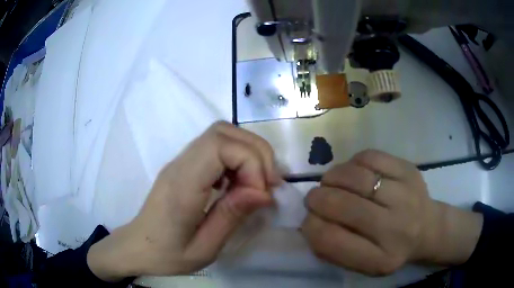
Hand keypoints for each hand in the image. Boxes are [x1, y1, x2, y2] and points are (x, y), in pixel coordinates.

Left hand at [87, 121, 280, 280]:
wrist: (137, 247)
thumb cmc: (167, 255)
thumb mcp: (204, 248)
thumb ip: (232, 216)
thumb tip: (263, 192)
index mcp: (182, 186)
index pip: (219, 146)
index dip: (250, 162)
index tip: (261, 193)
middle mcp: (179, 165)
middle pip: (222, 132)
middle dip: (255, 152)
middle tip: (268, 185)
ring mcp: (180, 162)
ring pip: (220, 134)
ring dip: (248, 152)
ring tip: (257, 183)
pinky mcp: (183, 166)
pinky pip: (215, 146)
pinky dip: (236, 157)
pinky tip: (239, 183)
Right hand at [302, 150, 482, 275]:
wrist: (428, 229)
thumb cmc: (390, 249)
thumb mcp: (362, 264)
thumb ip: (334, 249)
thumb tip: (309, 221)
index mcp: (380, 259)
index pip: (331, 240)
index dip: (311, 226)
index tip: (308, 220)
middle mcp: (396, 229)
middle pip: (343, 205)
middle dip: (317, 198)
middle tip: (315, 198)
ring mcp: (406, 195)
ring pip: (356, 177)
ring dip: (332, 177)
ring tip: (331, 182)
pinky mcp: (409, 170)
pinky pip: (370, 157)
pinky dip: (353, 163)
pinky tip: (354, 172)